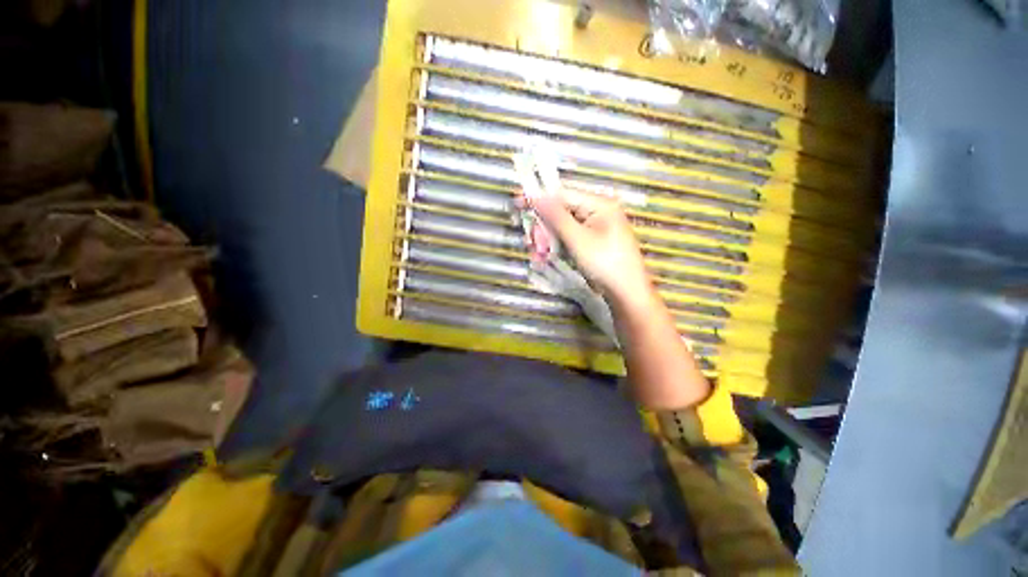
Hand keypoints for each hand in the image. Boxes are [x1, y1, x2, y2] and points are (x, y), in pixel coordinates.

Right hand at [526, 185, 652, 306]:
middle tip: (533, 245)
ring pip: (560, 228)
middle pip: (559, 212)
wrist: (625, 293)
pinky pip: (567, 239)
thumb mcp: (577, 238)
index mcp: (598, 204)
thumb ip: (556, 216)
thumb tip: (535, 195)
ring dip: (546, 240)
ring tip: (538, 256)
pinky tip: (545, 258)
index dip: (539, 199)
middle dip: (543, 228)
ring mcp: (593, 228)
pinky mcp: (589, 243)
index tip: (517, 203)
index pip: (562, 194)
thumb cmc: (604, 262)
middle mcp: (596, 212)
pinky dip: (555, 247)